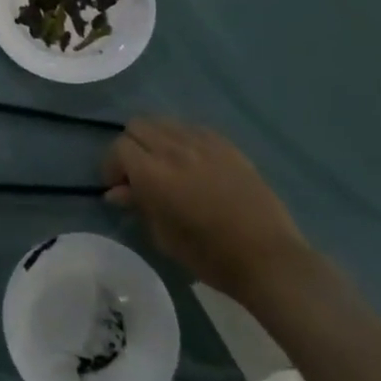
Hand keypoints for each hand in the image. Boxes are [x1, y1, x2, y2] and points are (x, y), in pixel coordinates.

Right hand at [103, 119, 308, 302]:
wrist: (268, 258)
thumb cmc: (209, 256)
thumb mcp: (163, 236)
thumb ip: (138, 205)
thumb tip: (117, 191)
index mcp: (153, 174)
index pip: (119, 147)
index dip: (113, 166)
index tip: (119, 186)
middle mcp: (174, 150)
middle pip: (138, 126)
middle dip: (131, 147)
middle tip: (139, 173)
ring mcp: (203, 144)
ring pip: (165, 122)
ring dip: (156, 139)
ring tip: (166, 164)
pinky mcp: (227, 146)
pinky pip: (193, 128)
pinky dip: (183, 139)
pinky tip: (193, 162)